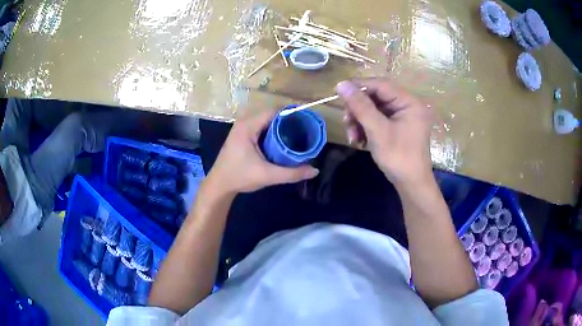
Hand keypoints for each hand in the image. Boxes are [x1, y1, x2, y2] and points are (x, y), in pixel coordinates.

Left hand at [205, 110, 318, 194]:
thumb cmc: (240, 177)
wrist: (219, 186)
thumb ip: (292, 173)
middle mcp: (244, 123)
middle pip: (271, 116)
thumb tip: (315, 170)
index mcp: (248, 126)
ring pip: (266, 123)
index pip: (274, 112)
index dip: (291, 115)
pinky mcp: (242, 137)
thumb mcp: (268, 175)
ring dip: (280, 128)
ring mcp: (242, 129)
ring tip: (297, 135)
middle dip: (288, 122)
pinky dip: (272, 133)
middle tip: (304, 131)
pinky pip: (261, 129)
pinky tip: (283, 142)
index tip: (306, 122)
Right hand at [337, 79, 433, 185]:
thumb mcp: (377, 130)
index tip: (339, 92)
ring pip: (375, 109)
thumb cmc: (398, 157)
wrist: (411, 184)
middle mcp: (408, 105)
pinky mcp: (399, 126)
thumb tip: (341, 84)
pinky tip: (359, 139)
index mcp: (410, 102)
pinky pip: (379, 119)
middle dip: (359, 109)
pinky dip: (367, 127)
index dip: (359, 86)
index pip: (381, 85)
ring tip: (352, 135)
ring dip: (360, 120)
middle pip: (377, 97)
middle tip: (346, 120)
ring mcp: (404, 116)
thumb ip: (360, 105)